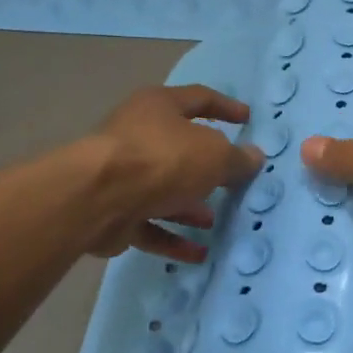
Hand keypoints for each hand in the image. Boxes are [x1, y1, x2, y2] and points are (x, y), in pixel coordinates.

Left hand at [86, 84, 262, 261]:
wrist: (98, 199)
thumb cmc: (162, 161)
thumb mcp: (215, 156)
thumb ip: (238, 159)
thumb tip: (254, 157)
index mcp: (159, 107)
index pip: (199, 99)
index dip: (226, 107)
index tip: (247, 119)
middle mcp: (138, 135)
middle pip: (179, 148)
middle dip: (206, 167)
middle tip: (231, 181)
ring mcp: (122, 175)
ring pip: (163, 190)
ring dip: (189, 206)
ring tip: (214, 221)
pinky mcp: (114, 211)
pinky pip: (151, 224)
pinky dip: (174, 237)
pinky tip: (198, 253)